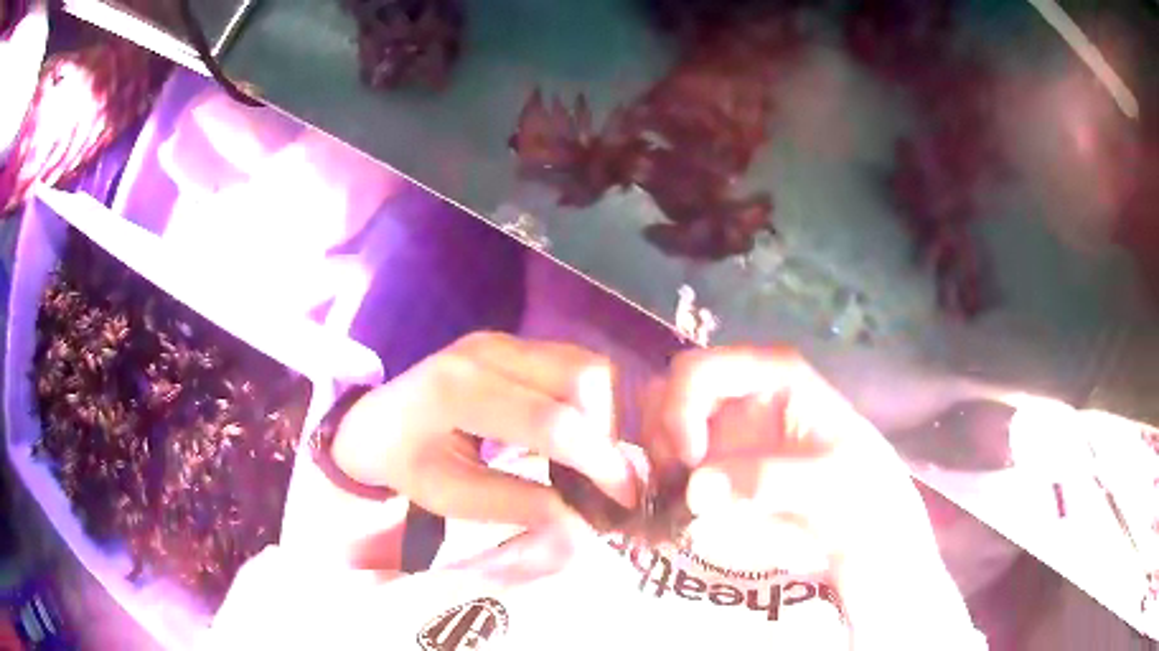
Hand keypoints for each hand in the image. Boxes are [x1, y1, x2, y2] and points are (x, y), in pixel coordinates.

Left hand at [330, 332, 636, 528]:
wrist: (373, 418)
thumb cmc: (402, 462)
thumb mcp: (449, 496)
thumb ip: (517, 505)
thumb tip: (584, 522)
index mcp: (459, 391)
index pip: (549, 422)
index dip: (598, 461)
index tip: (626, 496)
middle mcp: (489, 351)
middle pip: (582, 377)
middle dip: (610, 432)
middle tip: (611, 478)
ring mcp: (504, 341)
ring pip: (587, 364)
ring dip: (607, 413)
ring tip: (598, 458)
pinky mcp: (516, 344)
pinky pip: (574, 363)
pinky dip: (593, 399)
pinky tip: (583, 433)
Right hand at [643, 346, 976, 648]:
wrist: (864, 529)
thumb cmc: (859, 492)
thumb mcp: (827, 482)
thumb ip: (767, 481)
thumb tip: (697, 489)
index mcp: (772, 375)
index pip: (701, 370)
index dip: (680, 409)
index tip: (686, 462)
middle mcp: (740, 394)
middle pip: (670, 394)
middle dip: (660, 437)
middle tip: (672, 487)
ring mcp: (726, 429)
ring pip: (662, 427)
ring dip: (657, 462)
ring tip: (674, 504)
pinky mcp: (718, 465)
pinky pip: (672, 464)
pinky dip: (662, 485)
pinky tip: (674, 512)